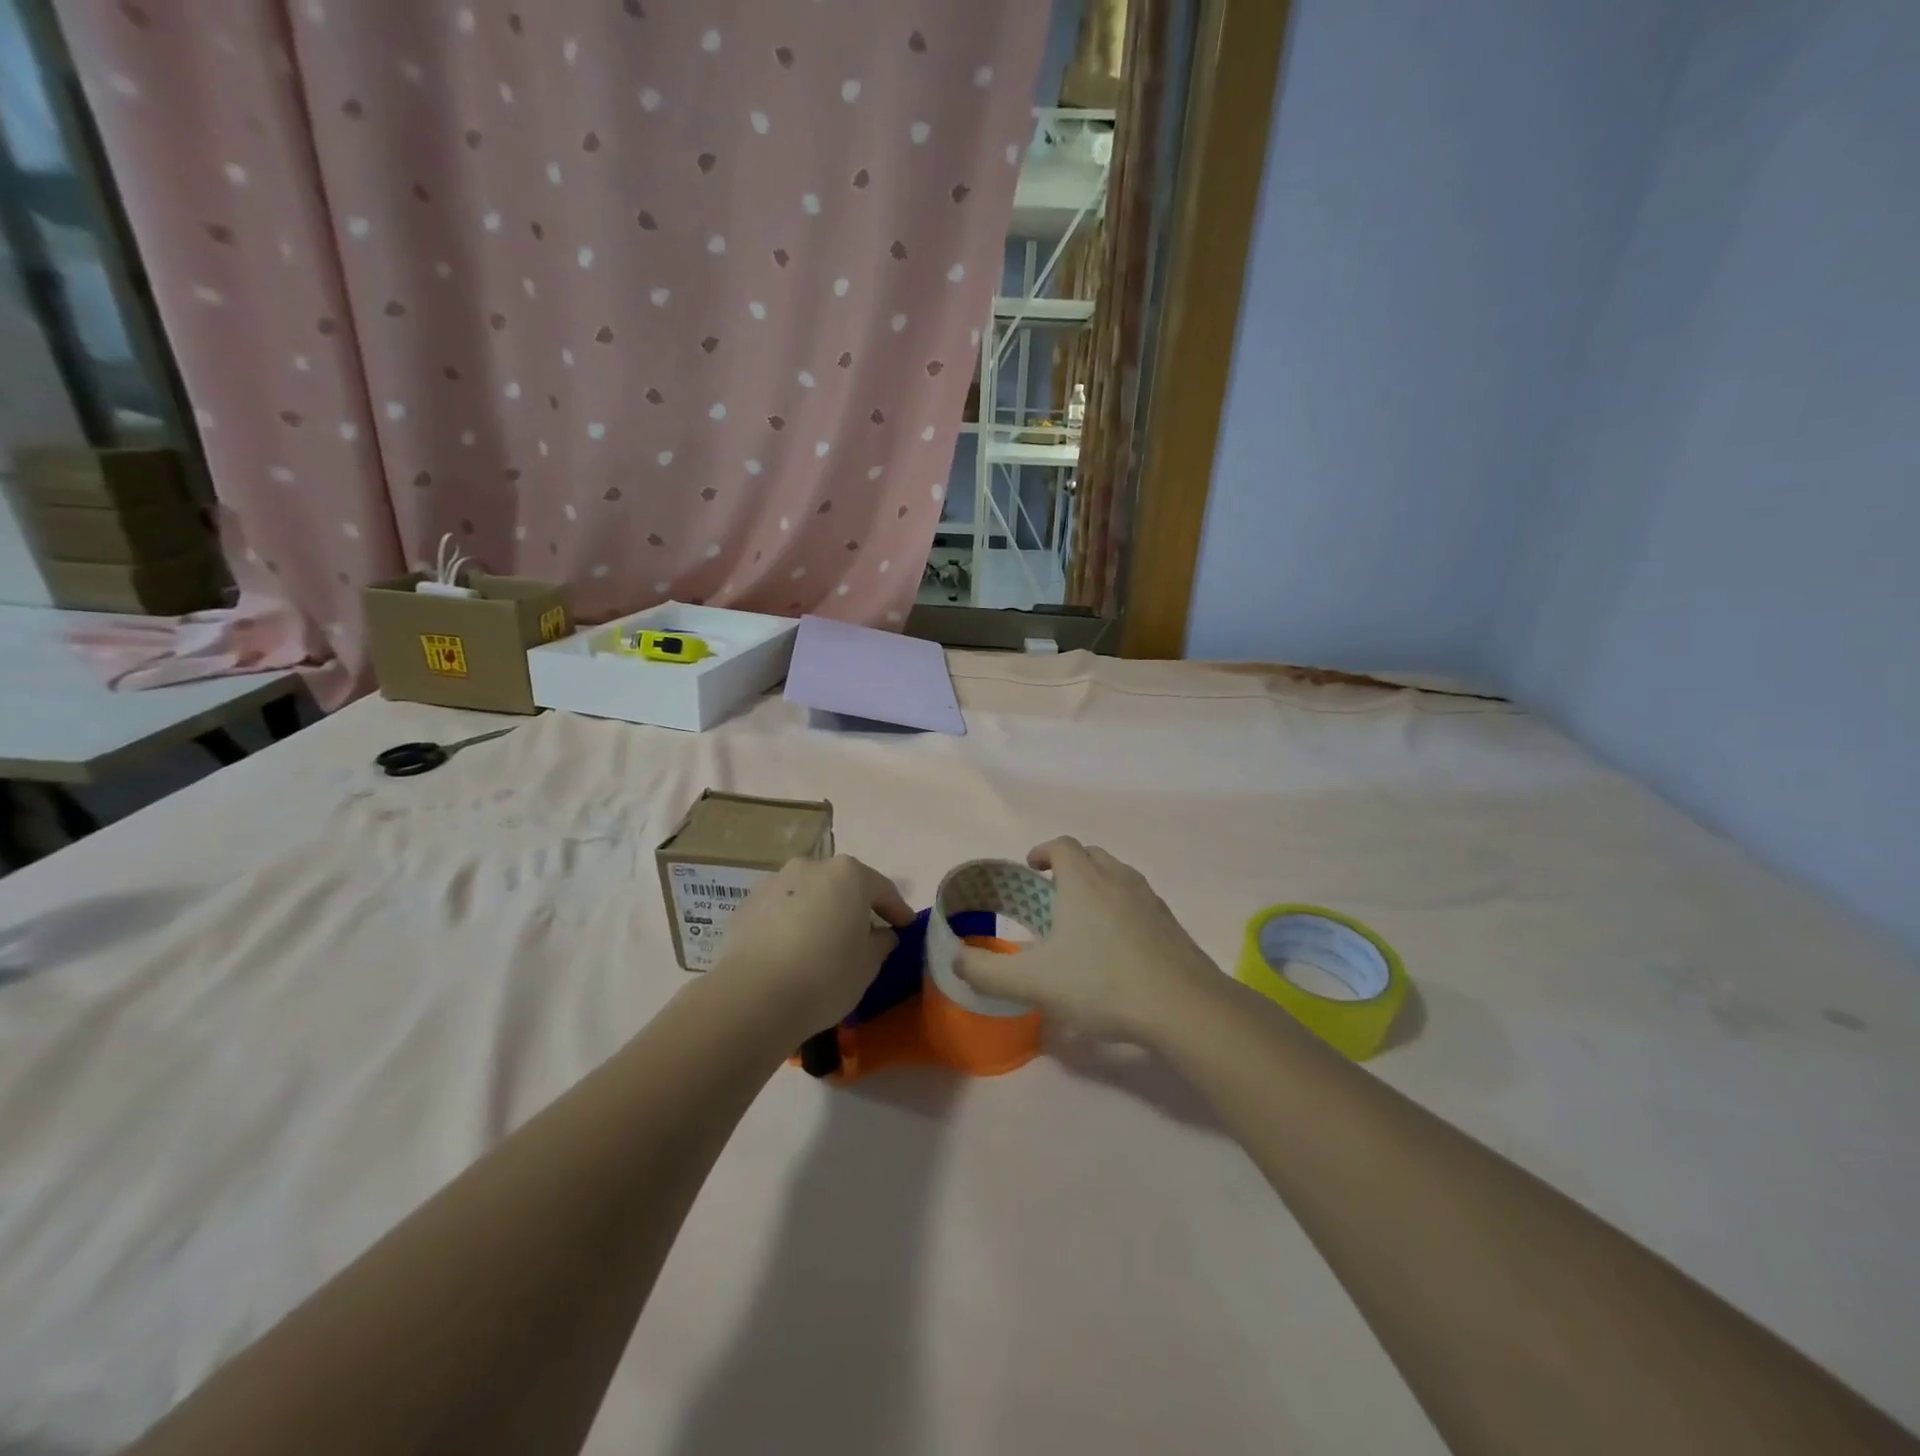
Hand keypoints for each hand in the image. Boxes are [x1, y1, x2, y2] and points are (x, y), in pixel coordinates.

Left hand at [709, 855, 915, 1035]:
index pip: (882, 889)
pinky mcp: (746, 905)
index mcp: (849, 874)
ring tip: (823, 943)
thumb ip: (881, 943)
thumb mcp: (868, 965)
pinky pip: (780, 911)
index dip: (897, 910)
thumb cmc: (825, 976)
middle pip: (842, 885)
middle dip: (854, 907)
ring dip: (820, 913)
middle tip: (864, 934)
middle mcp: (811, 867)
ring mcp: (775, 883)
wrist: (753, 997)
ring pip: (808, 895)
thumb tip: (881, 935)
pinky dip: (790, 924)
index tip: (905, 926)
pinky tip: (791, 952)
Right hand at [952, 837, 1223, 1040]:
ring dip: (1096, 887)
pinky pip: (1138, 902)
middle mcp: (1118, 879)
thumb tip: (957, 961)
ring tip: (1081, 921)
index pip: (1061, 845)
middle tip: (1051, 896)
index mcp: (1084, 881)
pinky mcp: (1170, 924)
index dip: (1042, 851)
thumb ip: (986, 972)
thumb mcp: (1033, 982)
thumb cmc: (1102, 984)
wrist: (1184, 1007)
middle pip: (1091, 856)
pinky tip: (1115, 947)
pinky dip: (1120, 909)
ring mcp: (1150, 899)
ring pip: (1117, 877)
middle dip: (1068, 867)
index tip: (1030, 870)